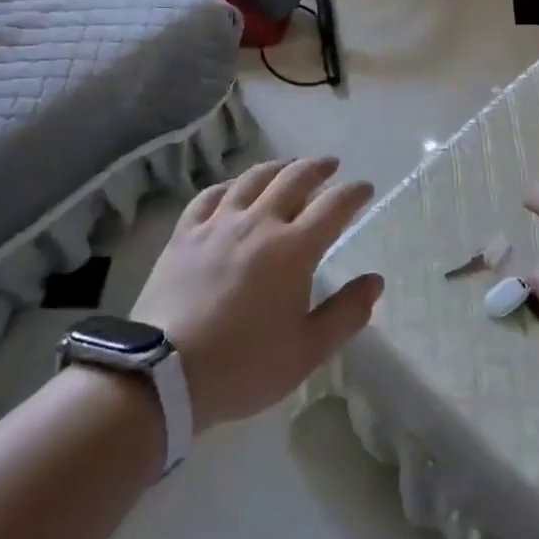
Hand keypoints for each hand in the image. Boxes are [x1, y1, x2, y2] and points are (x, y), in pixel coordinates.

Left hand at [134, 157, 380, 430]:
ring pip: (252, 179)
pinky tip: (233, 189)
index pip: (333, 206)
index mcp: (294, 249)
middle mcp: (259, 224)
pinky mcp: (185, 234)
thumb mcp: (307, 350)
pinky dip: (229, 186)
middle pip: (294, 179)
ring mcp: (218, 224)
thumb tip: (375, 281)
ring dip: (277, 167)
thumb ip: (346, 313)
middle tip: (331, 164)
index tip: (365, 188)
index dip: (353, 193)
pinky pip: (210, 197)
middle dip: (318, 167)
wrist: (162, 374)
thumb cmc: (244, 365)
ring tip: (289, 166)